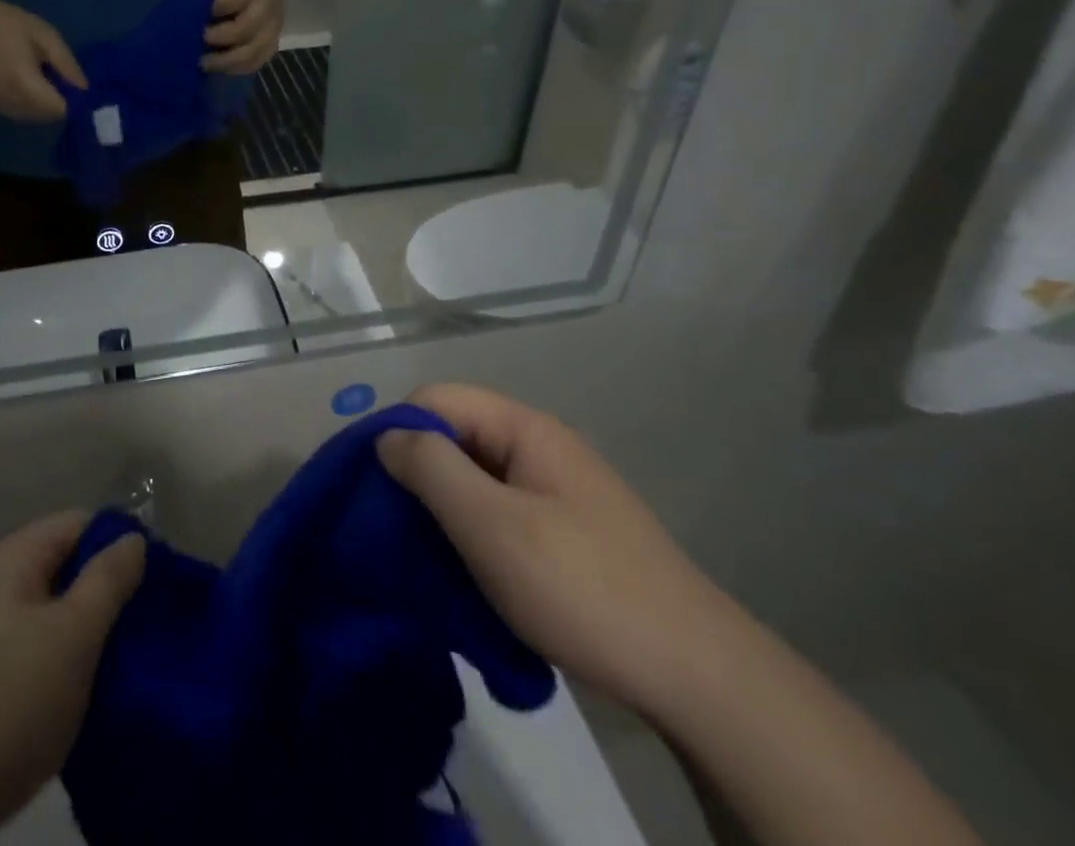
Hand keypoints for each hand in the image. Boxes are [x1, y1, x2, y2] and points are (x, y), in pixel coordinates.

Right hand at [0, 0, 88, 121]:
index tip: (74, 83)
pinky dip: (32, 103)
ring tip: (41, 76)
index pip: (60, 109)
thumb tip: (84, 89)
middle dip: (60, 101)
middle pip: (50, 116)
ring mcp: (1, 107)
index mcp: (25, 83)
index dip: (72, 99)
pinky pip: (23, 113)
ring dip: (46, 103)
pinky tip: (28, 82)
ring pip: (37, 117)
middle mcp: (13, 102)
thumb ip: (66, 63)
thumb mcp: (44, 35)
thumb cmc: (6, 25)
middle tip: (58, 76)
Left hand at [0, 514, 145, 845]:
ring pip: (49, 614)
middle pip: (63, 566)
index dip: (120, 542)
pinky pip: (31, 650)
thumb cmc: (6, 704)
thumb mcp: (72, 637)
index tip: (158, 578)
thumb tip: (132, 537)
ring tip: (124, 661)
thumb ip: (108, 581)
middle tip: (147, 625)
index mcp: (13, 558)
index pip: (79, 523)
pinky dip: (60, 663)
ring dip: (86, 632)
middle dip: (106, 590)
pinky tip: (82, 694)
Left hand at [188, 0, 289, 74]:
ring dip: (229, 60)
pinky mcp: (276, 33)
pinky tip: (221, 67)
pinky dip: (242, 67)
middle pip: (247, 26)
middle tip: (197, 39)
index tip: (197, 14)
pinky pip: (263, 57)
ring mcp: (276, 18)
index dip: (215, 9)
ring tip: (203, 62)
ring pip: (257, 48)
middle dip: (219, 38)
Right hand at [378, 384, 744, 721]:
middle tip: (396, 529)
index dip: (399, 431)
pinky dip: (473, 535)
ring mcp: (554, 490)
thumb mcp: (492, 524)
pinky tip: (467, 575)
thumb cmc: (582, 586)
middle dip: (418, 475)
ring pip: (474, 479)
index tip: (377, 486)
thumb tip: (386, 435)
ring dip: (444, 511)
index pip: (436, 398)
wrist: (698, 677)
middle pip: (454, 436)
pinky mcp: (564, 532)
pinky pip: (498, 513)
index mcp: (523, 428)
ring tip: (426, 557)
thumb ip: (431, 468)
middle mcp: (538, 447)